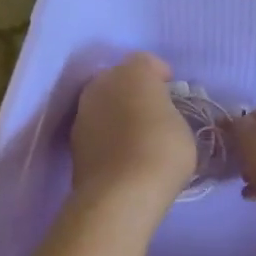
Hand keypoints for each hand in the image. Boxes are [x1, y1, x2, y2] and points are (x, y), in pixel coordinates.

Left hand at [70, 53, 195, 209]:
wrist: (120, 194)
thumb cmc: (162, 151)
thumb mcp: (183, 128)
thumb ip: (168, 114)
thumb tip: (159, 117)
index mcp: (132, 73)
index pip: (146, 62)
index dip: (160, 75)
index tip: (172, 93)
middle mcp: (101, 84)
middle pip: (119, 79)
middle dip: (134, 91)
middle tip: (153, 113)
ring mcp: (82, 112)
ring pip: (103, 103)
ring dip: (117, 113)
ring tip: (136, 135)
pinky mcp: (73, 141)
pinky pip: (96, 128)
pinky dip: (107, 134)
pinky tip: (121, 153)